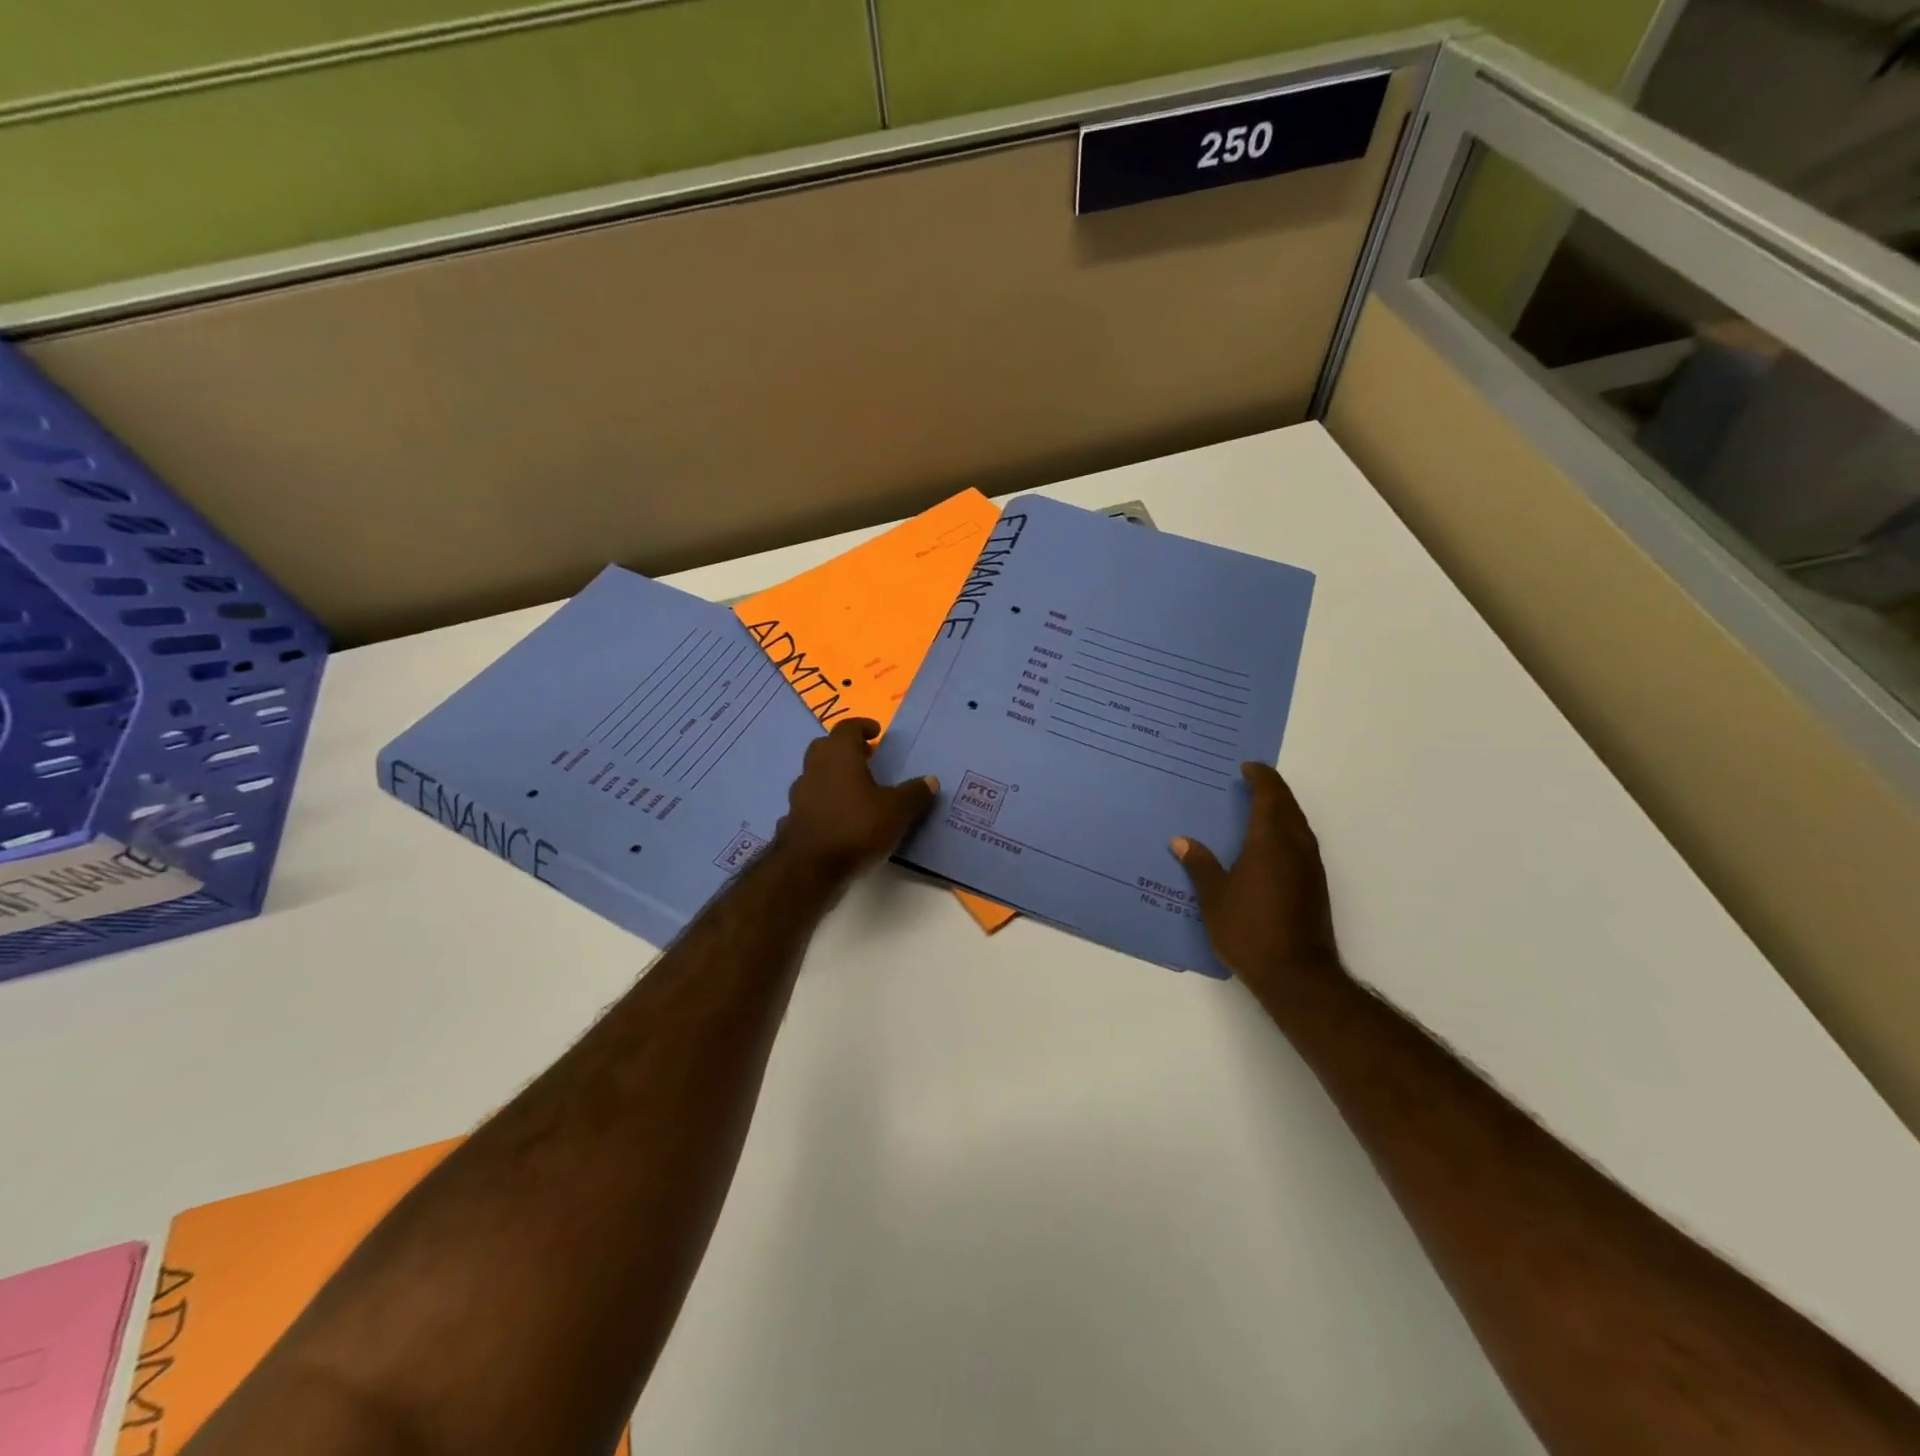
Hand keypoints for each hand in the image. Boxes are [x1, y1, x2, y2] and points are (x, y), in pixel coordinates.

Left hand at [775, 719, 938, 879]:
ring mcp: (799, 796)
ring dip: (833, 778)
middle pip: (825, 748)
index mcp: (839, 756)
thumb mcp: (897, 811)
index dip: (862, 726)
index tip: (876, 732)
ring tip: (856, 791)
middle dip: (845, 749)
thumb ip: (914, 793)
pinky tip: (838, 820)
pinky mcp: (793, 821)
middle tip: (866, 758)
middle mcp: (815, 769)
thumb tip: (930, 780)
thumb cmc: (857, 827)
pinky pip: (810, 804)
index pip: (846, 728)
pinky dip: (823, 805)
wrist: (810, 868)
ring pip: (815, 776)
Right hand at [1172, 762, 1340, 990]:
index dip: (1260, 777)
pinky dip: (1286, 832)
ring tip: (1259, 809)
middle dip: (1272, 790)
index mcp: (1270, 841)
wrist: (1296, 974)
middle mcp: (1295, 847)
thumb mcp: (1213, 896)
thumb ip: (1200, 865)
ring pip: (1298, 825)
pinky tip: (1270, 847)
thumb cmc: (1249, 929)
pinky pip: (1301, 843)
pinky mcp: (1315, 886)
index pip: (1270, 796)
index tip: (1246, 767)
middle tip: (1251, 782)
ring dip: (1282, 810)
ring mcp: (1310, 867)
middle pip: (1288, 806)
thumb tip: (1181, 841)